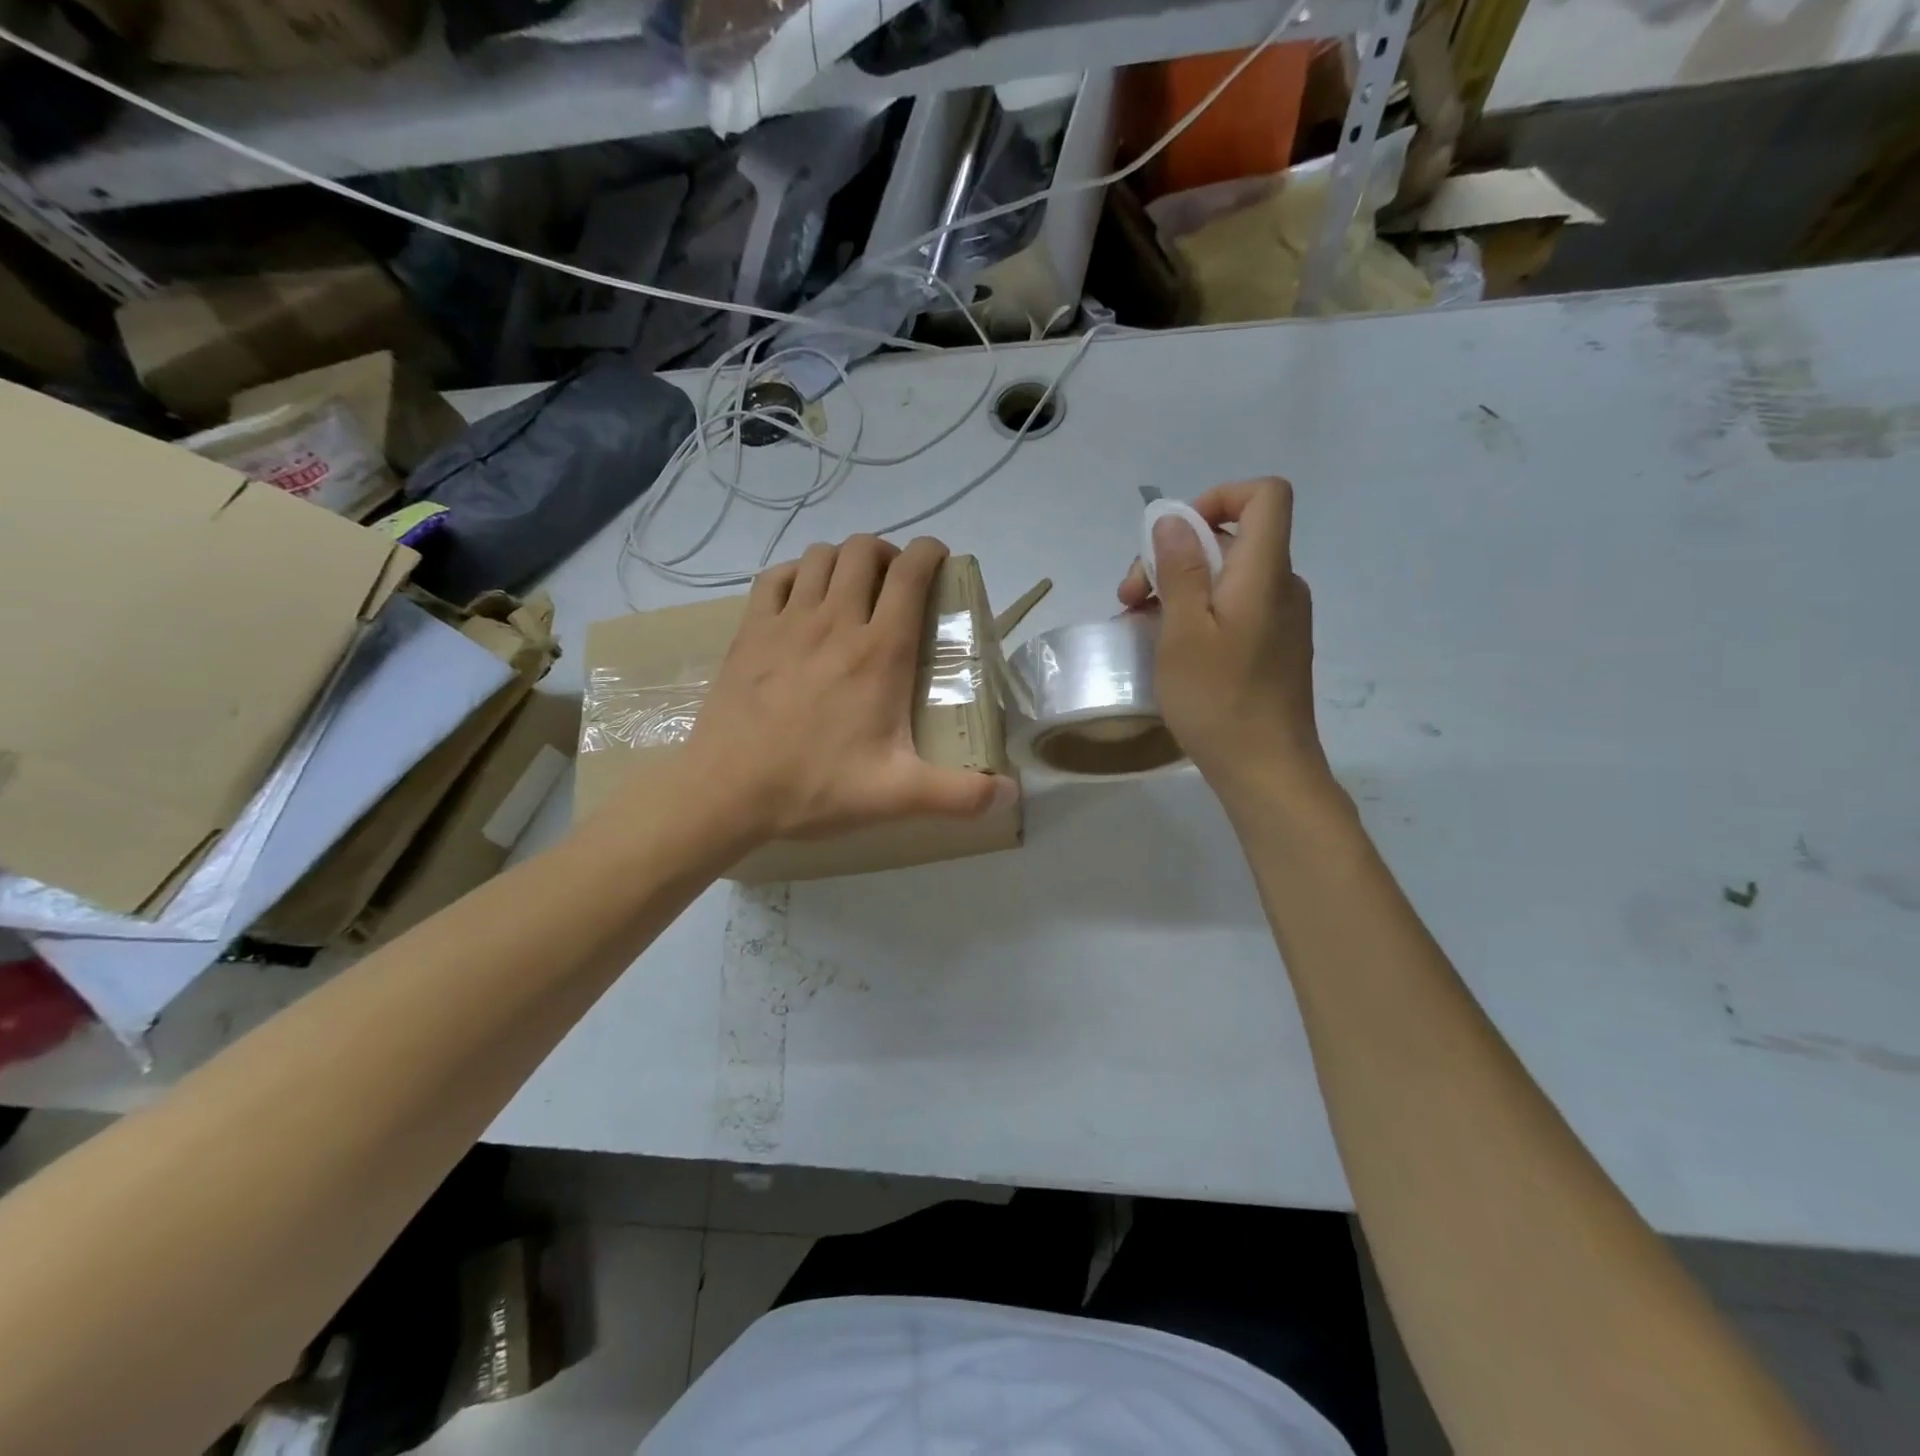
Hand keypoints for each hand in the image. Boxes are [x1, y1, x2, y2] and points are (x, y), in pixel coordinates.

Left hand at [683, 535, 1016, 844]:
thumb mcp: (898, 796)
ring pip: (822, 556)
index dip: (931, 553)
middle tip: (897, 584)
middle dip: (889, 553)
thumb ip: (960, 794)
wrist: (727, 792)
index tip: (940, 561)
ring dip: (845, 560)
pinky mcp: (751, 631)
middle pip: (865, 551)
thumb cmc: (816, 787)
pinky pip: (777, 576)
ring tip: (855, 588)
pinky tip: (804, 598)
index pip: (911, 574)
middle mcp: (836, 621)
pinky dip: (798, 573)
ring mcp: (788, 621)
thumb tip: (1012, 794)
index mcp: (880, 652)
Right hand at [1117, 479, 1332, 808]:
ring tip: (1139, 625)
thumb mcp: (1183, 632)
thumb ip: (1179, 570)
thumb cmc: (1218, 700)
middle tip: (1130, 598)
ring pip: (1227, 576)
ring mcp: (1281, 618)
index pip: (1265, 495)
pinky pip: (1235, 608)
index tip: (1173, 536)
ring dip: (1179, 588)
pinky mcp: (1274, 646)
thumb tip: (1173, 520)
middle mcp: (1282, 585)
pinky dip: (1199, 613)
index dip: (1218, 497)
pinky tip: (1168, 646)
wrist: (1266, 769)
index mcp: (1265, 572)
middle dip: (1175, 555)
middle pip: (1232, 538)